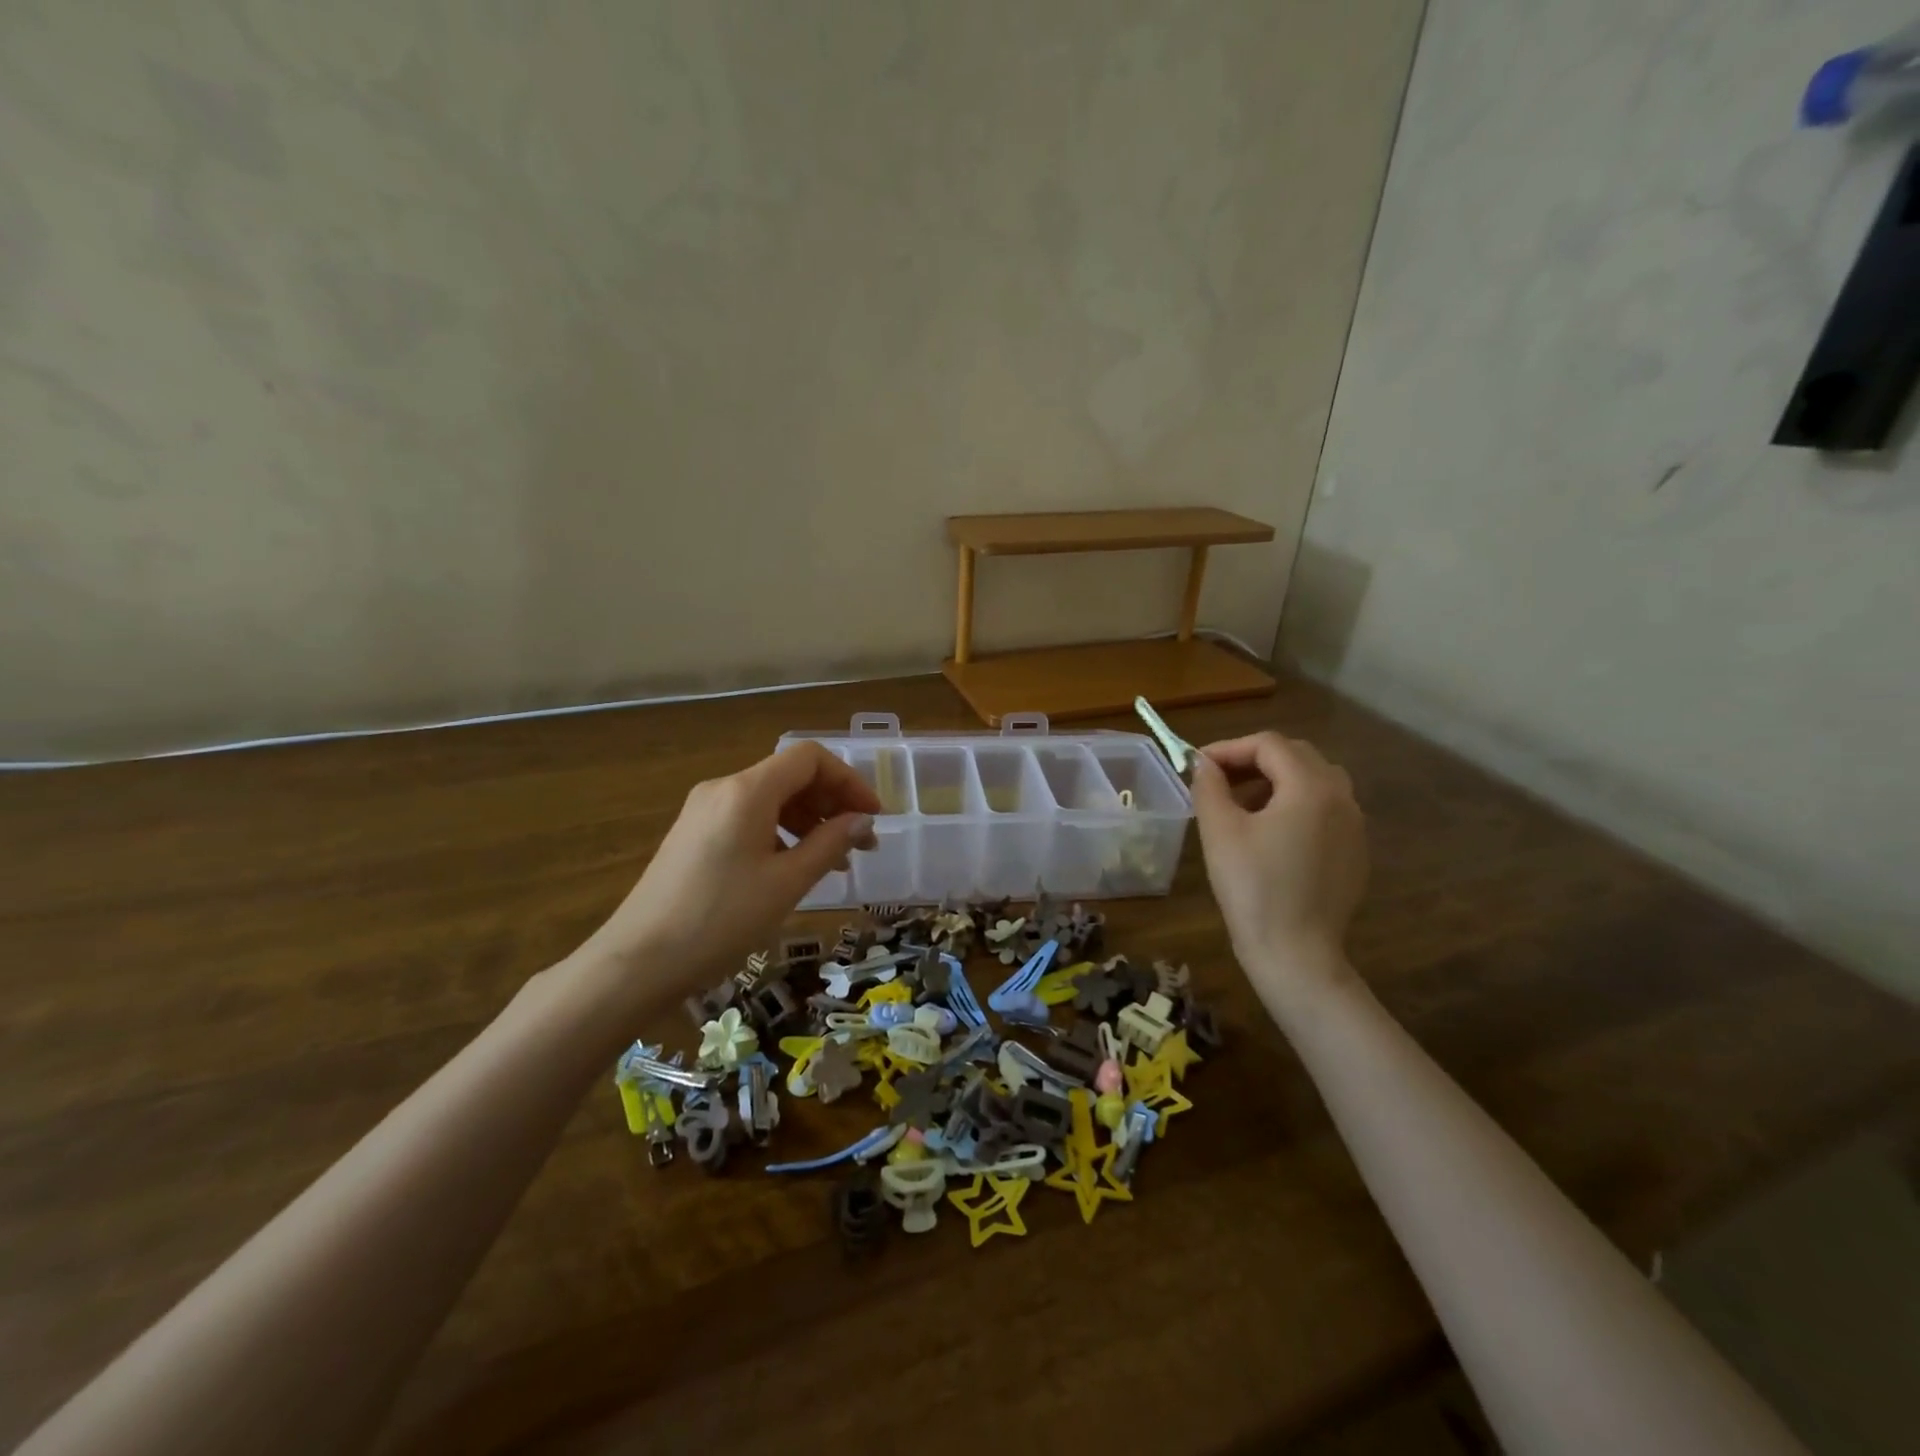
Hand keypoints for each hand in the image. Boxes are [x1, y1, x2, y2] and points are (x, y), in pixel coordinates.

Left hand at [580, 742, 880, 998]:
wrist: (638, 961)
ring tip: (833, 861)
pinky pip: (749, 817)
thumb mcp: (786, 883)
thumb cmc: (721, 920)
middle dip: (832, 802)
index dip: (849, 780)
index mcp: (747, 790)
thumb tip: (863, 822)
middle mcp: (724, 788)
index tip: (873, 816)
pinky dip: (780, 832)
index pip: (810, 758)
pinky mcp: (693, 834)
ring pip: (770, 798)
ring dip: (809, 820)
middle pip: (790, 775)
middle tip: (861, 843)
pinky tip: (793, 866)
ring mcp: (704, 810)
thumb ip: (830, 844)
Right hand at [1189, 732, 1368, 1001]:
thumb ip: (1209, 786)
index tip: (1197, 767)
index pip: (1268, 744)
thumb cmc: (1253, 888)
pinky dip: (1295, 805)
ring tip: (1241, 804)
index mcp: (1311, 786)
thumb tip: (1203, 763)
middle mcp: (1342, 797)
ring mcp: (1354, 826)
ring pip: (1314, 781)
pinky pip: (1325, 810)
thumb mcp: (1220, 831)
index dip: (1229, 748)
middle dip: (1253, 760)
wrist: (1296, 953)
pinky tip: (1269, 834)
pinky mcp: (1355, 852)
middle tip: (1218, 780)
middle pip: (1296, 756)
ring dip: (1276, 780)